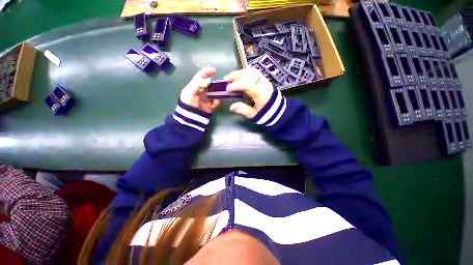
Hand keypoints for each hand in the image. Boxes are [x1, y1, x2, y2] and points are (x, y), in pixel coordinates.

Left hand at [180, 68, 220, 112]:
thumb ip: (198, 84)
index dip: (207, 72)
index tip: (214, 71)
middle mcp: (202, 91)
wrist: (190, 117)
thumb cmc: (187, 103)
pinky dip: (217, 102)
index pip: (201, 76)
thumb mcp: (189, 92)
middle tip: (221, 86)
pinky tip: (216, 103)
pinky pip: (216, 102)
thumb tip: (209, 80)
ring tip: (218, 97)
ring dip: (217, 94)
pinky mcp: (210, 105)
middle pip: (211, 85)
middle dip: (216, 85)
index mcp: (195, 86)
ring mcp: (207, 98)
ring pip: (215, 93)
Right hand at [223, 67, 273, 118]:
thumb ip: (244, 110)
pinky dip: (245, 72)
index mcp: (261, 93)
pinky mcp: (264, 80)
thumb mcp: (255, 115)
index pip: (247, 85)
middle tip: (226, 79)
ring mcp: (264, 80)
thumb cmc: (266, 114)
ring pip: (251, 71)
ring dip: (240, 73)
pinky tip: (240, 76)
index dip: (236, 85)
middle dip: (236, 75)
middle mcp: (263, 84)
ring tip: (231, 77)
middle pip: (248, 74)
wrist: (279, 111)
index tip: (228, 88)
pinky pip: (254, 72)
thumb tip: (231, 107)